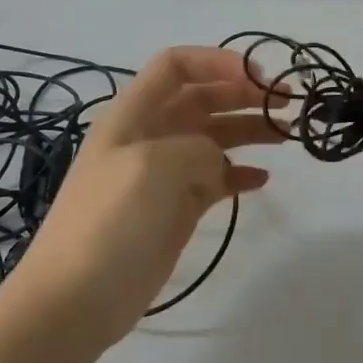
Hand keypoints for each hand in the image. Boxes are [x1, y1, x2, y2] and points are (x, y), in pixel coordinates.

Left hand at [19, 46, 284, 348]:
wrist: (75, 300)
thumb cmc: (110, 223)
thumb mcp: (154, 168)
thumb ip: (197, 149)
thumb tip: (218, 163)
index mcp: (134, 114)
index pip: (176, 65)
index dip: (217, 62)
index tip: (259, 76)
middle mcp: (150, 135)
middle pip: (203, 98)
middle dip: (244, 94)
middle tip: (287, 103)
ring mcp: (164, 174)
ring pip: (214, 137)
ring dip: (249, 129)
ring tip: (287, 134)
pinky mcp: (177, 209)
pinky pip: (215, 179)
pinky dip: (240, 173)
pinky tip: (263, 179)